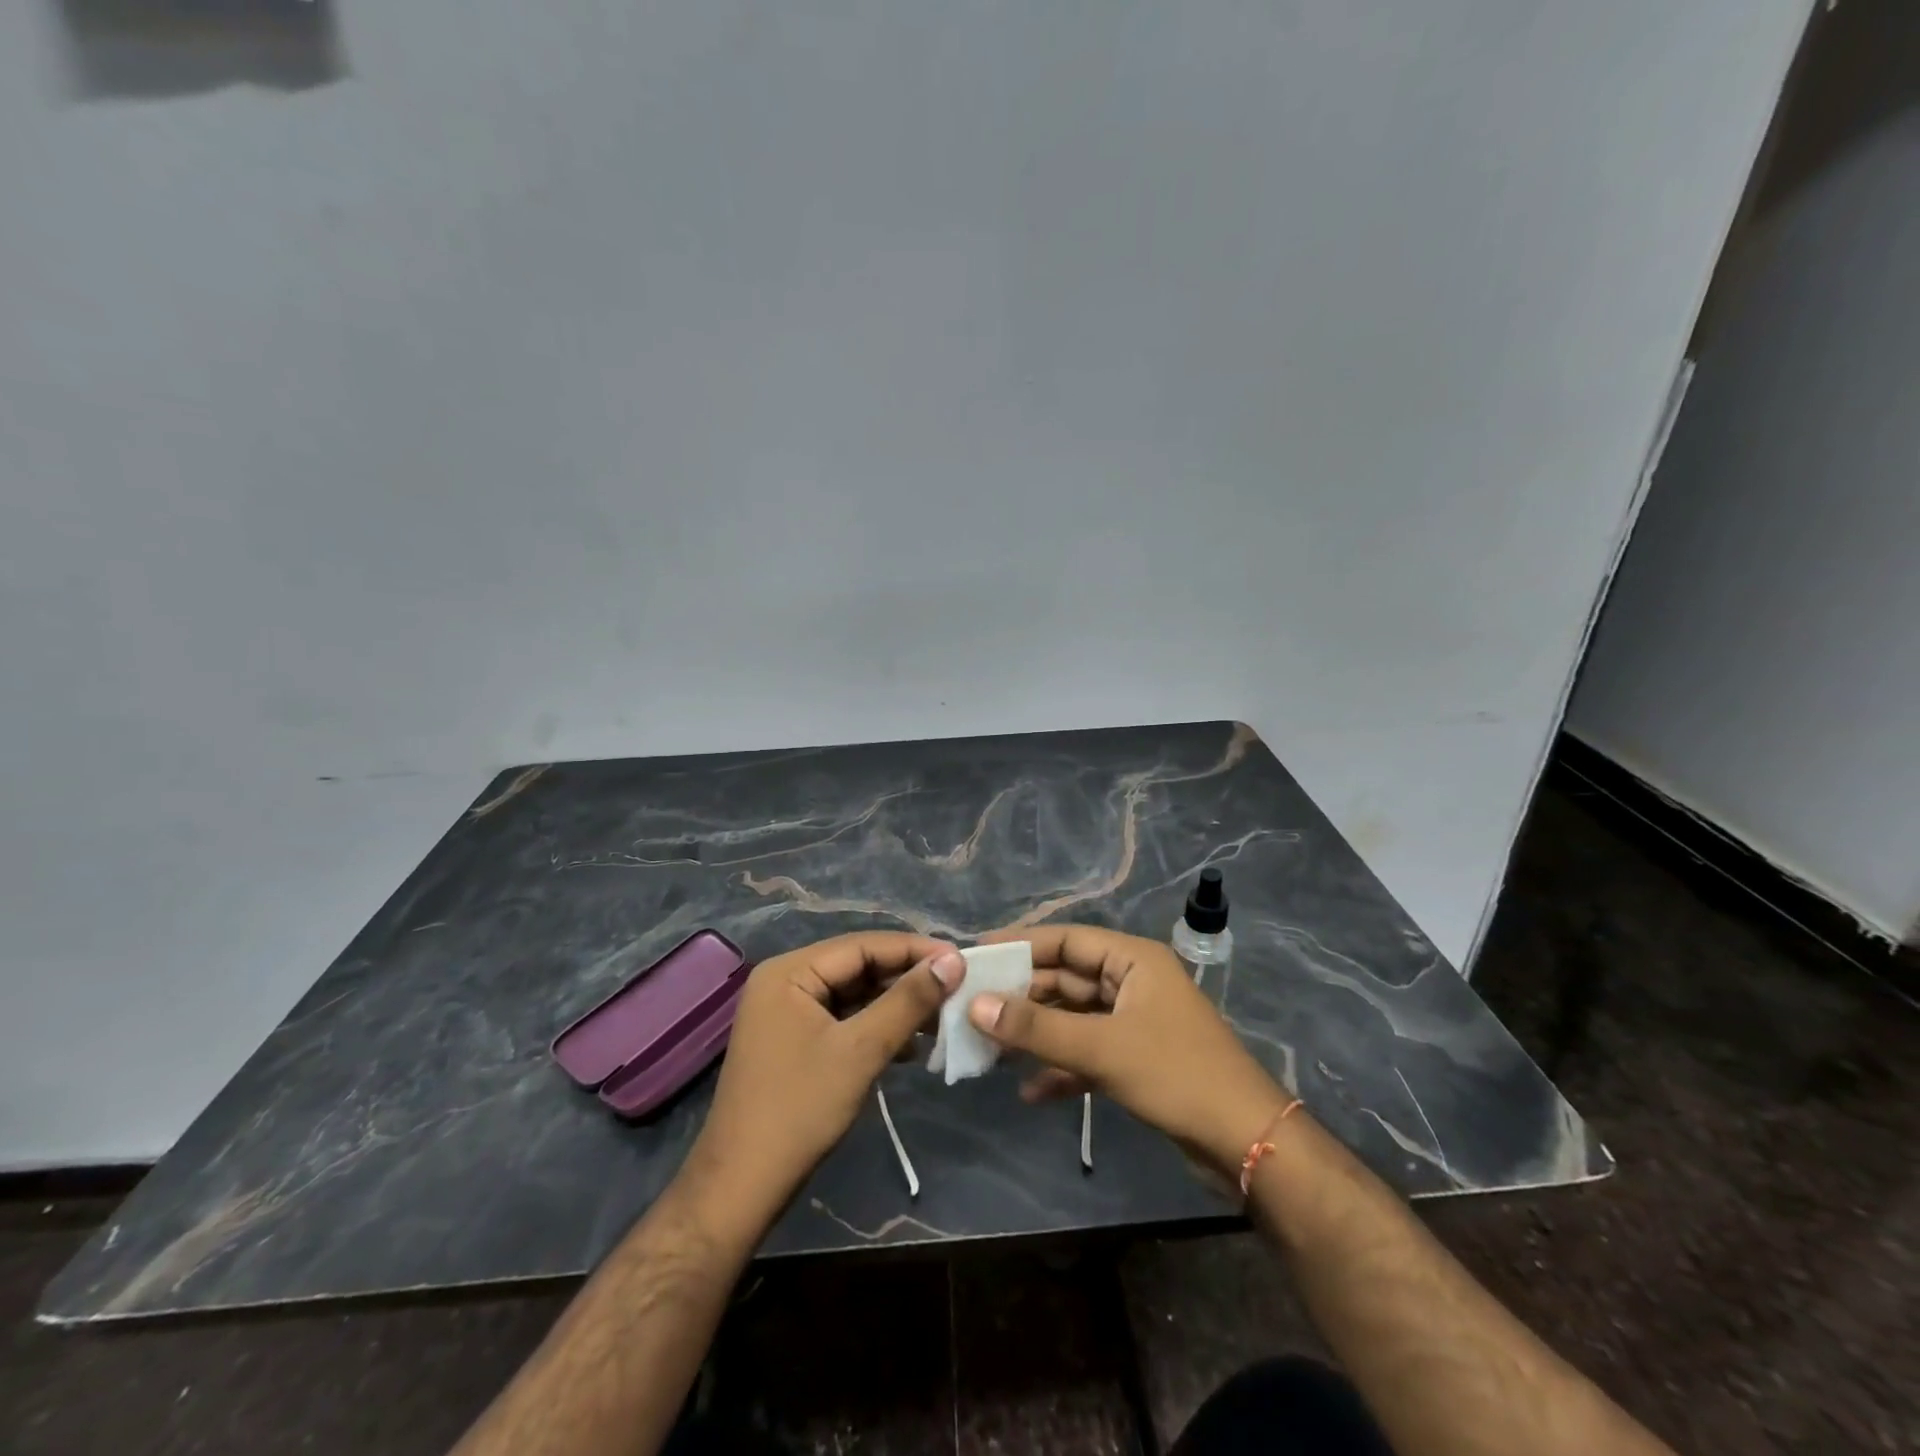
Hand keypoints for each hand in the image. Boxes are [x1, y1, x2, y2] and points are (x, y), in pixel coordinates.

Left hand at [685, 932, 962, 1224]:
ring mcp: (787, 1012)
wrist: (742, 1188)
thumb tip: (953, 961)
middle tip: (957, 989)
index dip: (914, 950)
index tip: (961, 960)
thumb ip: (907, 1001)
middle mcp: (785, 981)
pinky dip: (877, 1028)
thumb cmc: (799, 1111)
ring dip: (897, 1006)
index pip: (863, 945)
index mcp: (789, 971)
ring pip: (854, 994)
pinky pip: (844, 1019)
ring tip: (942, 1018)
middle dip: (907, 979)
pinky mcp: (795, 1041)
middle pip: (858, 967)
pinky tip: (911, 1047)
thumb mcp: (861, 1051)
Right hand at [968, 925, 1291, 1174]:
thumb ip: (1037, 1028)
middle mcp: (1132, 983)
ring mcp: (1134, 1023)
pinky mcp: (1136, 1061)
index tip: (977, 954)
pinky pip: (1087, 1053)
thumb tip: (975, 1006)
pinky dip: (1060, 1068)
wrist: (1248, 1143)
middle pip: (1066, 980)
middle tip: (972, 1007)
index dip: (1021, 944)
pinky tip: (1029, 1091)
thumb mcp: (1102, 1048)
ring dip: (1036, 1034)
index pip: (1067, 940)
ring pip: (1073, 1019)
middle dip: (1022, 996)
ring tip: (989, 1048)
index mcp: (1132, 960)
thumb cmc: (1176, 1074)